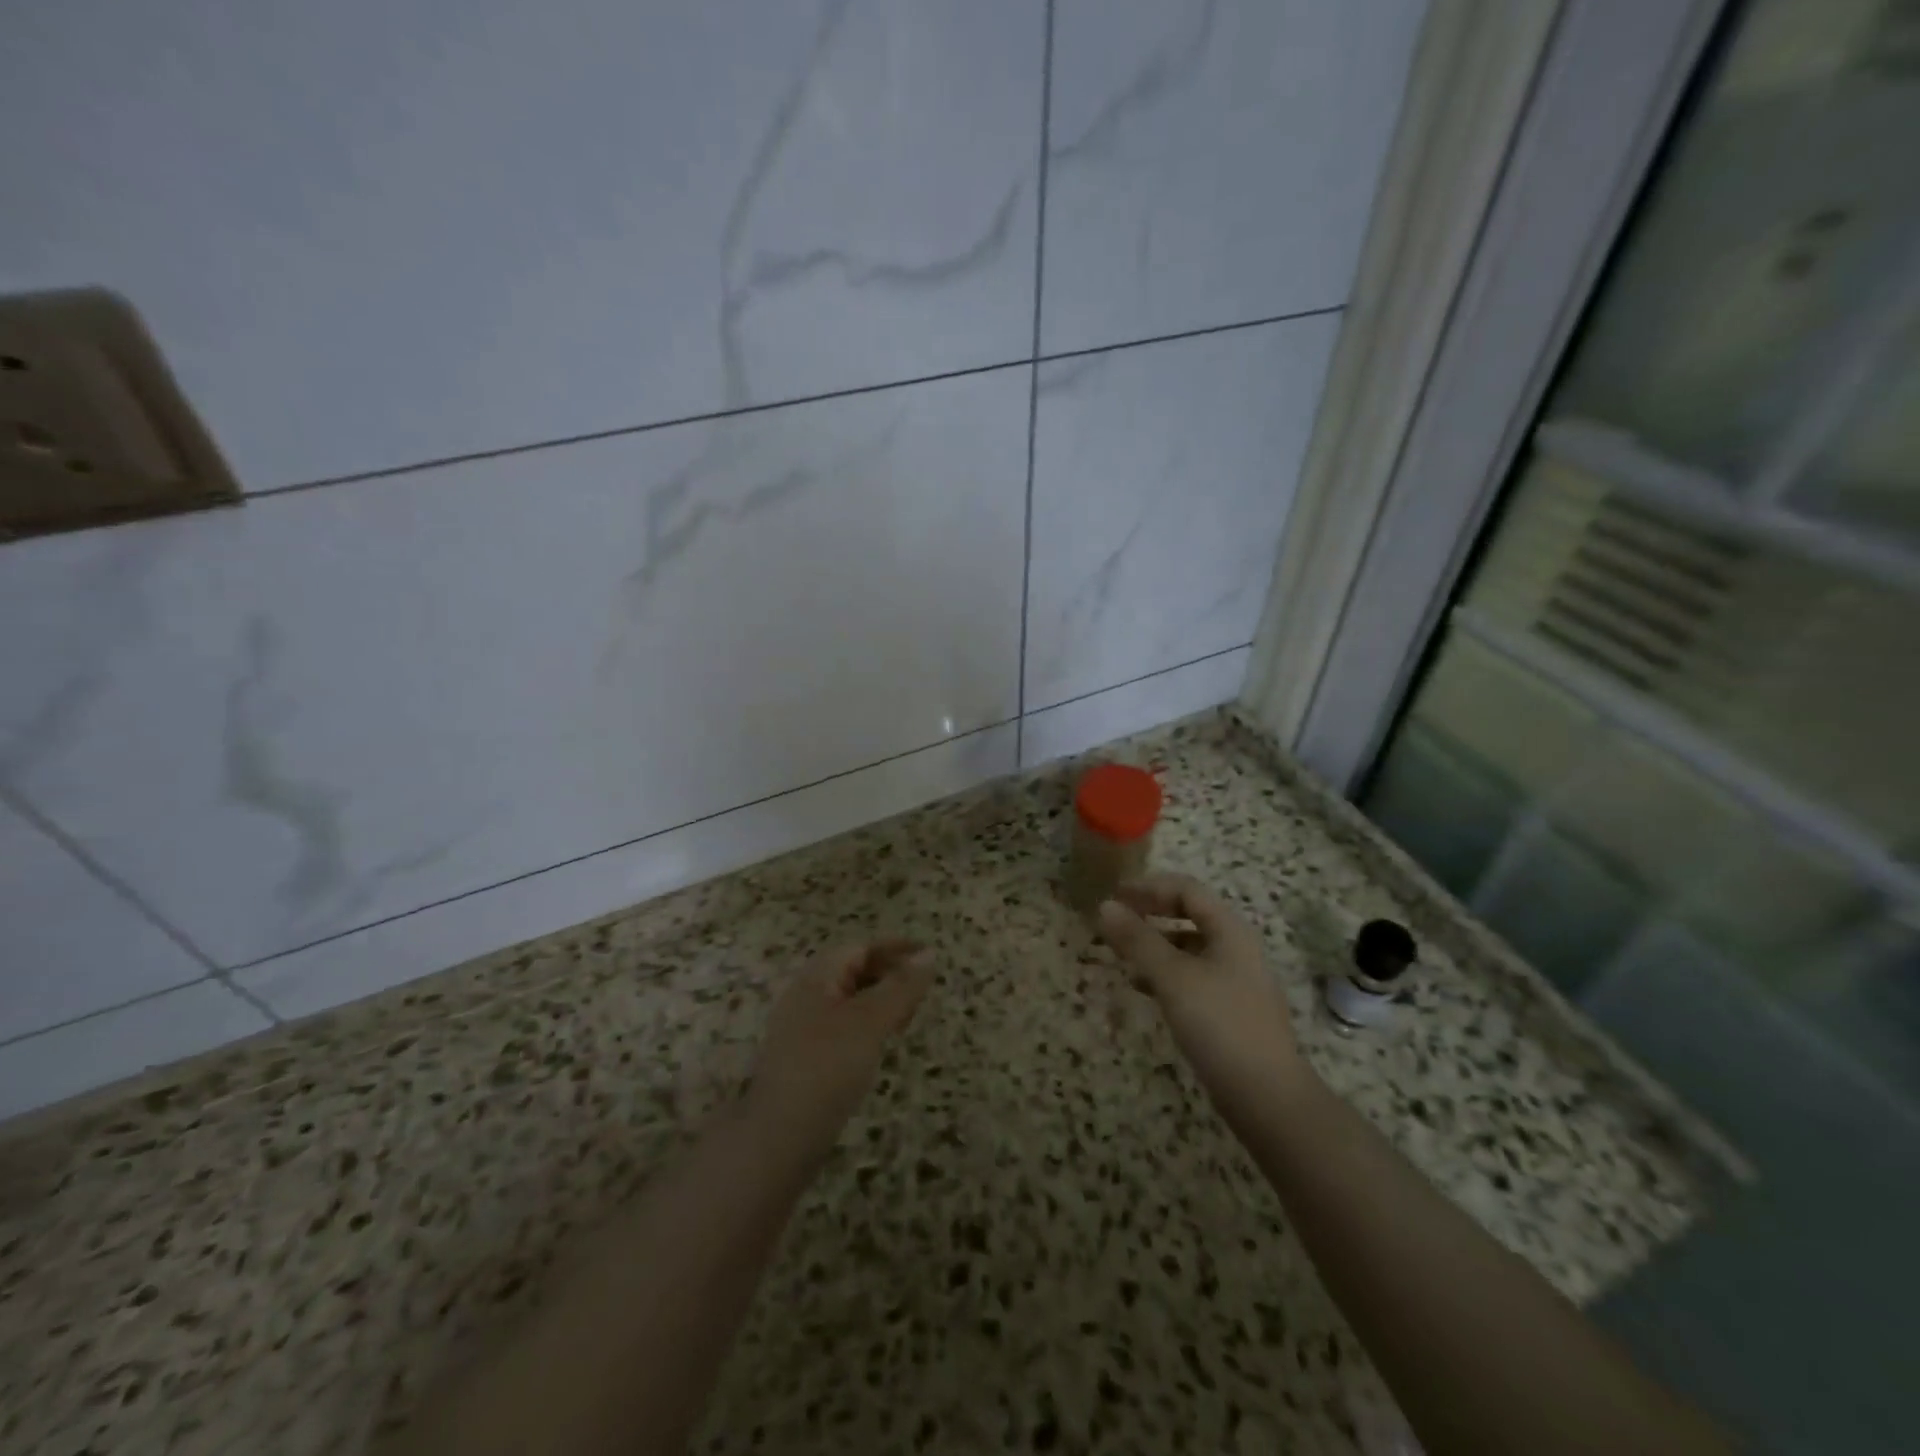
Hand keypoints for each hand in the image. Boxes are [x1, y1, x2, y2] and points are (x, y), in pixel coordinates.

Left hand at [748, 939, 933, 1145]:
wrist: (779, 1137)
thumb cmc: (827, 1067)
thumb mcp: (871, 1021)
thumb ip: (901, 987)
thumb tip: (929, 954)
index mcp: (816, 978)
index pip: (861, 949)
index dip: (896, 949)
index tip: (930, 956)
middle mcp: (805, 996)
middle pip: (853, 972)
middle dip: (889, 975)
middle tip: (922, 993)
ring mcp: (802, 1029)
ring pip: (849, 1002)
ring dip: (880, 1002)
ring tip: (907, 1019)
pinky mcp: (805, 1059)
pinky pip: (842, 1028)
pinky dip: (867, 1027)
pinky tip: (880, 1047)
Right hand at [1097, 874, 1303, 1097]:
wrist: (1267, 1097)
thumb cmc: (1219, 1023)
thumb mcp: (1172, 977)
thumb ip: (1138, 939)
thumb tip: (1105, 906)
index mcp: (1229, 930)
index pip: (1187, 890)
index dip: (1149, 887)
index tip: (1114, 894)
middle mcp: (1235, 948)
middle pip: (1189, 916)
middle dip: (1150, 915)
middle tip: (1114, 921)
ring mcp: (1235, 981)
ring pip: (1188, 948)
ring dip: (1154, 945)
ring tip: (1121, 955)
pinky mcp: (1229, 1010)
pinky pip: (1191, 977)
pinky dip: (1164, 974)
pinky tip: (1142, 989)